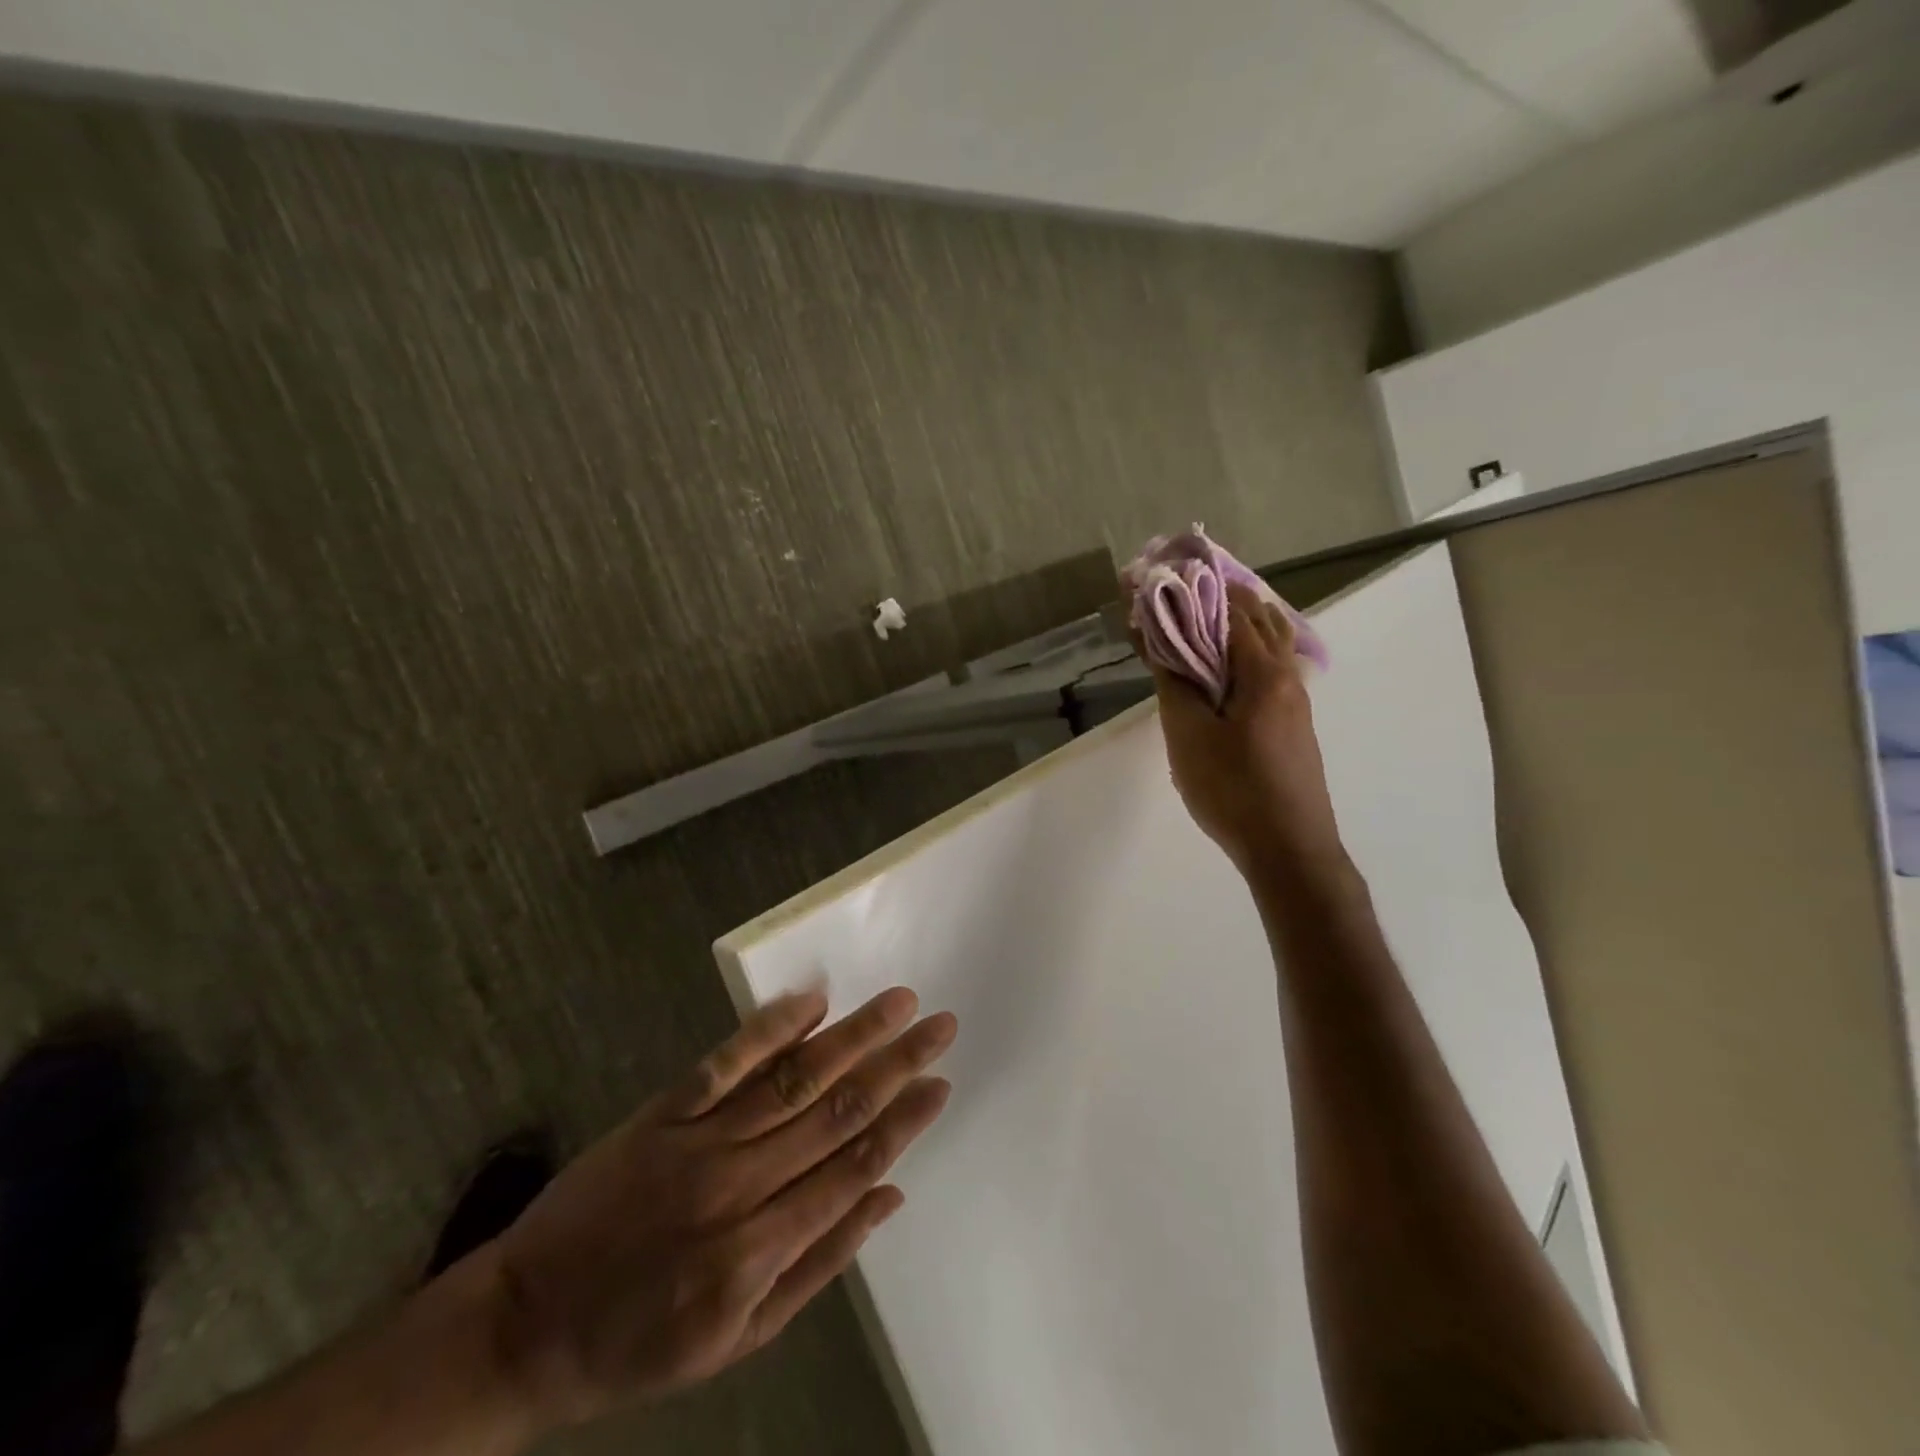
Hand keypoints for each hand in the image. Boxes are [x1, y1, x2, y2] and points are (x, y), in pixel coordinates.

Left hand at [483, 988, 954, 1429]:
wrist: (527, 1324)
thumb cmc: (642, 1341)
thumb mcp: (740, 1338)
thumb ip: (820, 1264)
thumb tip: (889, 1197)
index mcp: (758, 1253)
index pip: (852, 1168)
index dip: (904, 1121)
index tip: (942, 1082)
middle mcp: (737, 1187)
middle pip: (834, 1112)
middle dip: (896, 1063)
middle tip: (939, 1024)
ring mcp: (698, 1141)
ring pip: (792, 1078)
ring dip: (852, 1036)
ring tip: (897, 1003)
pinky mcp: (663, 1111)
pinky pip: (725, 1061)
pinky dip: (770, 1026)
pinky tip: (812, 998)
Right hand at [1137, 581, 1345, 876]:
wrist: (1289, 849)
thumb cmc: (1233, 789)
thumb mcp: (1188, 735)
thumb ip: (1173, 681)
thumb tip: (1157, 635)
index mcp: (1262, 671)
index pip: (1228, 609)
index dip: (1193, 589)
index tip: (1160, 578)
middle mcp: (1286, 675)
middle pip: (1256, 617)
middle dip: (1216, 598)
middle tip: (1176, 594)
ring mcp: (1295, 699)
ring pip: (1268, 642)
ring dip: (1235, 623)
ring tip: (1197, 620)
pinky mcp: (1293, 722)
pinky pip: (1269, 667)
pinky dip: (1244, 650)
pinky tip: (1224, 667)